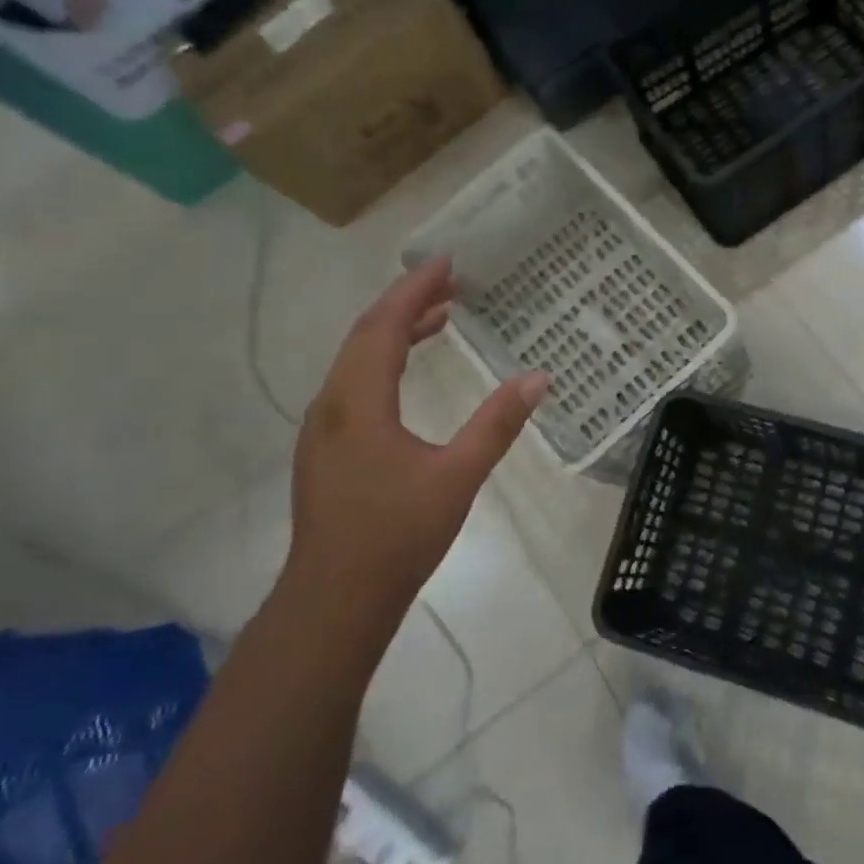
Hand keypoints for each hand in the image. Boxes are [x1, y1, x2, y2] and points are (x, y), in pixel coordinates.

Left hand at [285, 259, 547, 637]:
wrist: (335, 600)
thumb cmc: (397, 535)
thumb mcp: (458, 477)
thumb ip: (497, 424)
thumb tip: (539, 378)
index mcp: (358, 402)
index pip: (384, 327)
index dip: (414, 290)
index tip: (447, 263)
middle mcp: (332, 404)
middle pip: (365, 335)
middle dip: (406, 302)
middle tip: (450, 282)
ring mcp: (323, 427)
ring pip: (356, 360)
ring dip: (394, 331)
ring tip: (439, 316)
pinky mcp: (327, 448)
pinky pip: (354, 383)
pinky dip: (384, 360)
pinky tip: (409, 373)